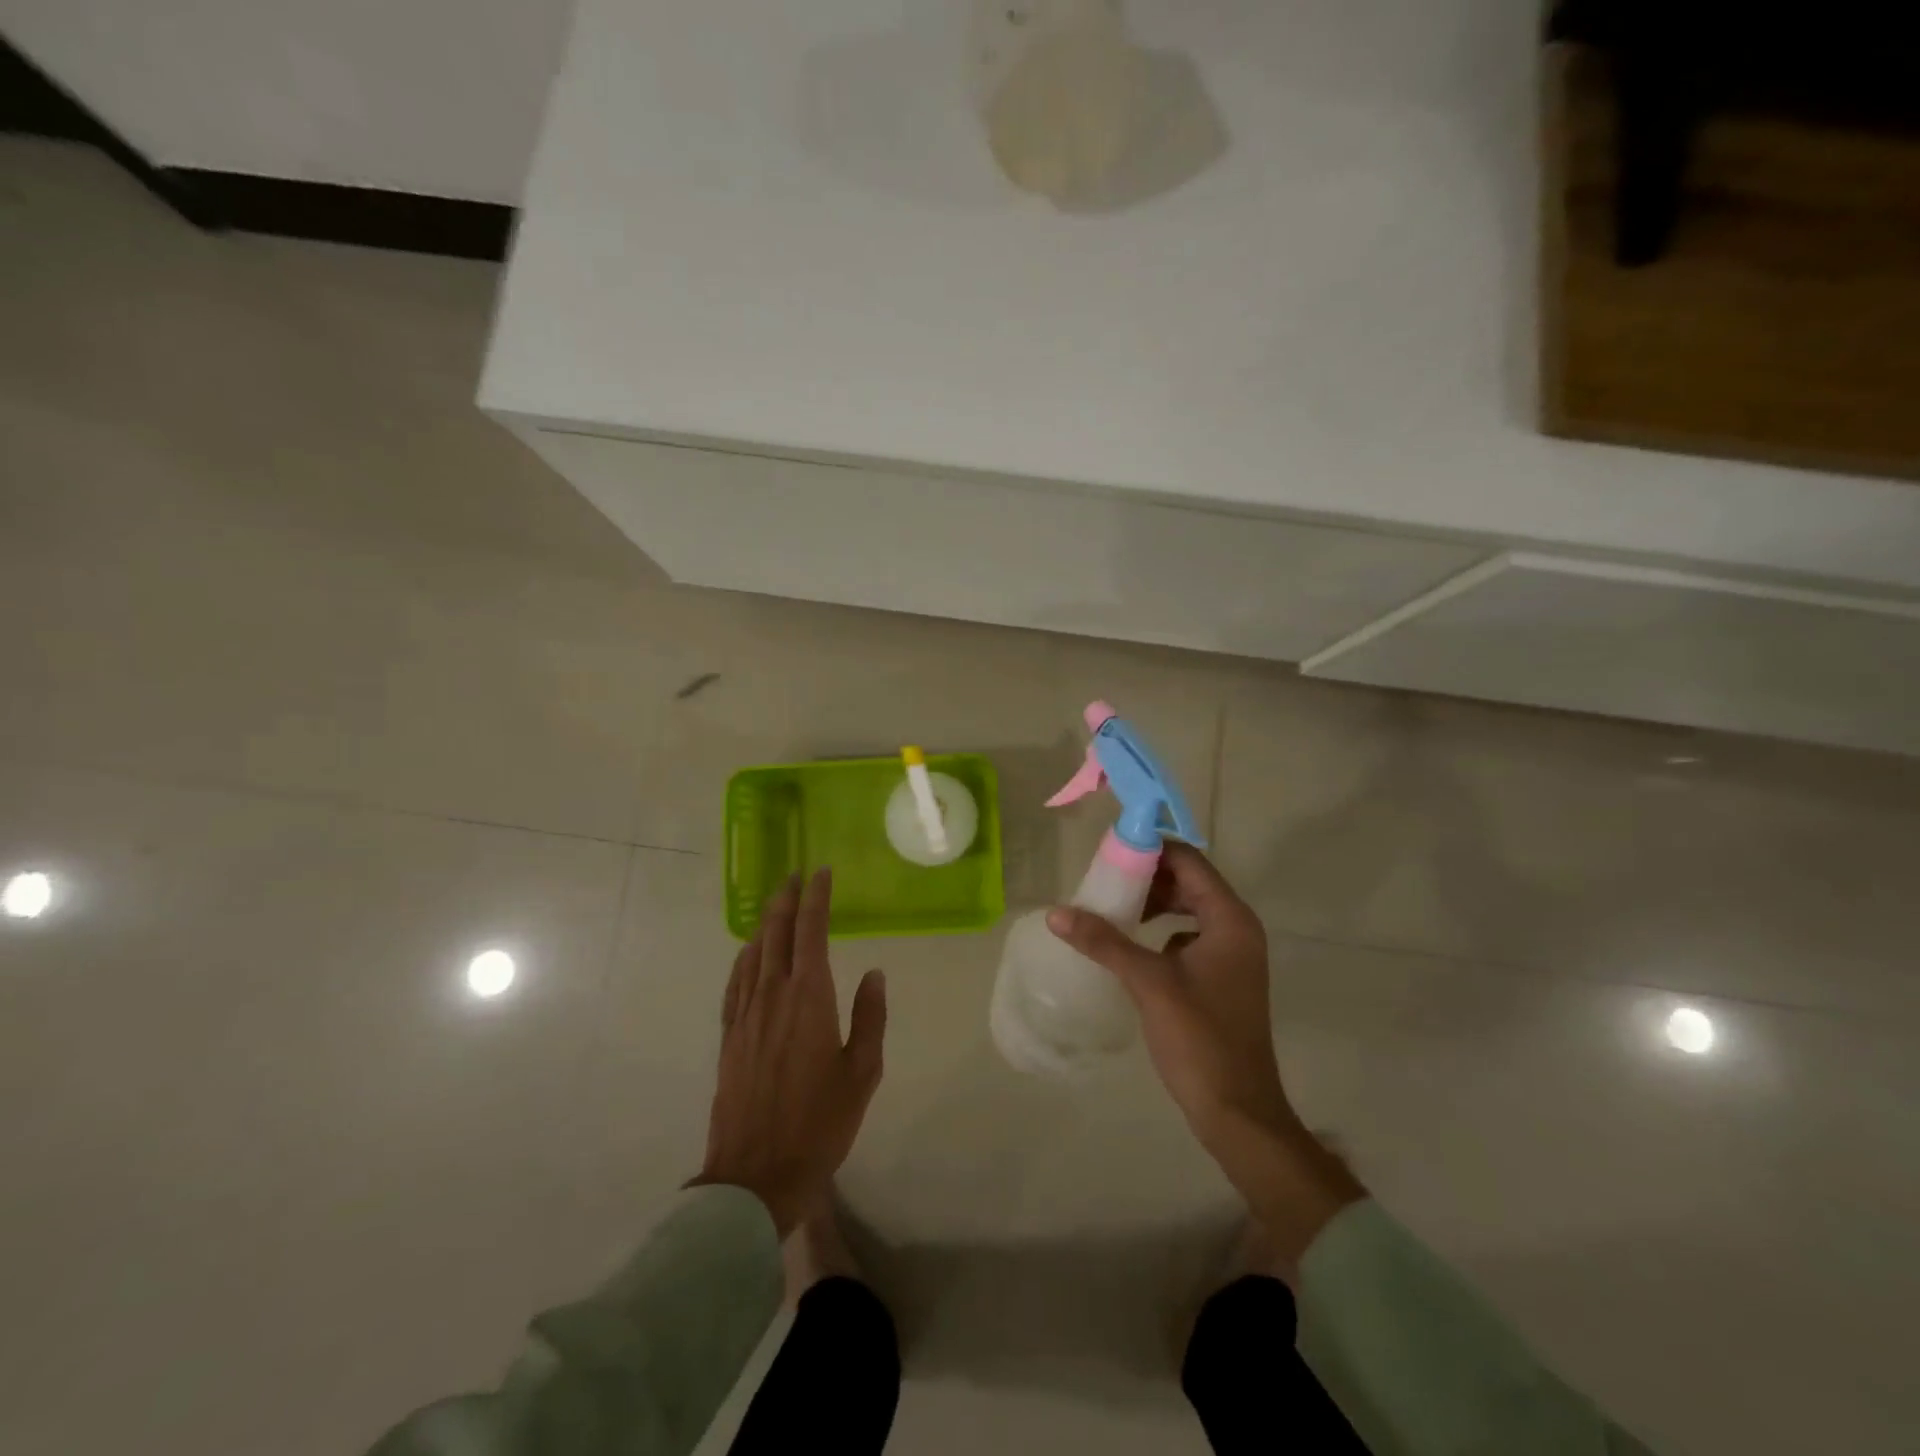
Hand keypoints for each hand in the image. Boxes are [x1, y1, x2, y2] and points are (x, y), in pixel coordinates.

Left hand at [694, 869, 886, 1236]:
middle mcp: (773, 995)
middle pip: (777, 933)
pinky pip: (735, 982)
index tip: (821, 872)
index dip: (816, 897)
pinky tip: (749, 953)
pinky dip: (744, 958)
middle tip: (795, 875)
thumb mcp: (862, 1072)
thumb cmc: (820, 1123)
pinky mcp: (729, 1036)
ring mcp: (745, 1015)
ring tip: (776, 903)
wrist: (756, 1175)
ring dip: (766, 922)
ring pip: (753, 953)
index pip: (811, 931)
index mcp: (808, 997)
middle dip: (786, 899)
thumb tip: (873, 972)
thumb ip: (870, 1017)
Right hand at [1046, 843, 1363, 1267]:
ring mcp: (1231, 956)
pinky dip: (1159, 932)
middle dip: (1146, 878)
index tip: (1109, 853)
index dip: (1150, 850)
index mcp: (1229, 920)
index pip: (1189, 861)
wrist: (1238, 1112)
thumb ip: (1104, 942)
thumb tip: (1056, 913)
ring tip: (1111, 911)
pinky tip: (1129, 949)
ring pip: (1187, 910)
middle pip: (1188, 882)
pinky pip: (1186, 937)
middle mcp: (1236, 929)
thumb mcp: (1149, 984)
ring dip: (1151, 904)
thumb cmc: (1200, 1040)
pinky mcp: (1221, 979)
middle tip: (1103, 883)